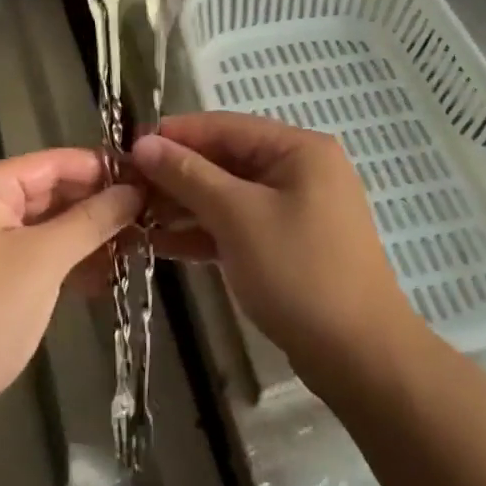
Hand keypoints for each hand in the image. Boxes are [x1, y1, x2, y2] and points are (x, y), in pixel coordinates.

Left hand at [0, 149, 140, 446]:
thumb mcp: (43, 261)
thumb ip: (91, 219)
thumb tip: (135, 190)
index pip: (51, 162)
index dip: (100, 169)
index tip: (146, 178)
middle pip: (48, 194)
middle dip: (96, 207)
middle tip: (147, 217)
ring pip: (43, 229)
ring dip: (85, 238)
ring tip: (136, 247)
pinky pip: (32, 257)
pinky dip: (64, 264)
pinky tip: (103, 278)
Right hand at [131, 112, 418, 389]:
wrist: (361, 359)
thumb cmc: (299, 272)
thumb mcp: (238, 217)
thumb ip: (188, 176)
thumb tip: (143, 143)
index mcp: (297, 148)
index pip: (224, 127)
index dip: (174, 134)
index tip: (126, 146)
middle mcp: (298, 169)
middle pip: (225, 160)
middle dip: (176, 173)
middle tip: (125, 186)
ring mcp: (295, 209)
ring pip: (229, 195)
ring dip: (185, 204)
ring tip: (134, 215)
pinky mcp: (288, 245)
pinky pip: (238, 225)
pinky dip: (205, 232)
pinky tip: (161, 243)